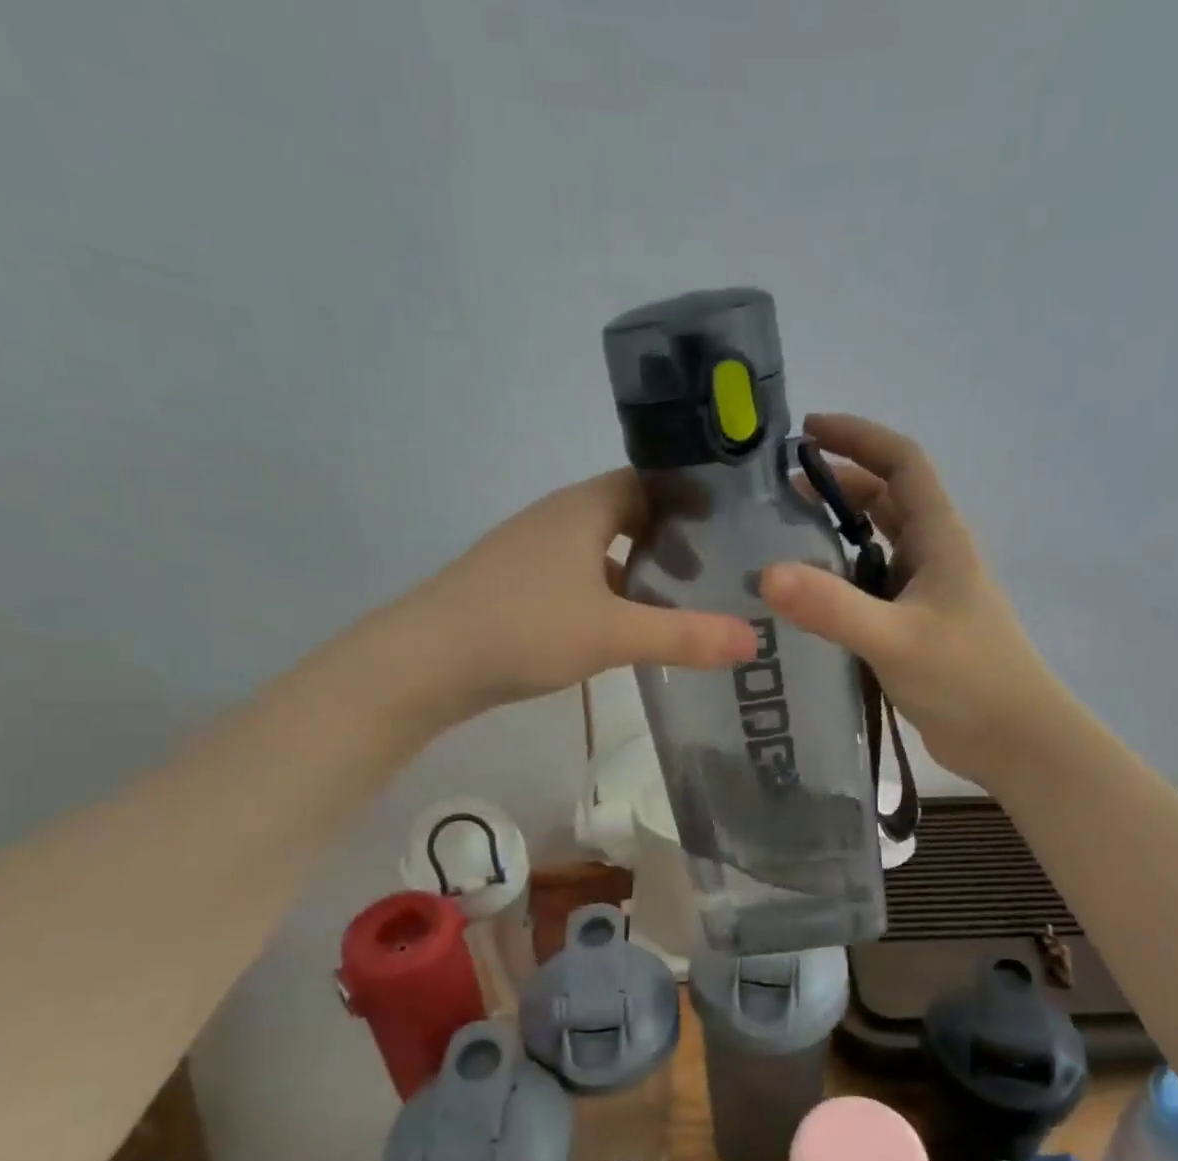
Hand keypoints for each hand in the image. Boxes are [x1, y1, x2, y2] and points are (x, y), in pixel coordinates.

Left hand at [404, 468, 757, 723]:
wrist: (424, 662)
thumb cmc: (523, 629)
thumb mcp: (613, 634)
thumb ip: (685, 636)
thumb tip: (754, 641)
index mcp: (583, 508)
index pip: (650, 481)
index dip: (692, 499)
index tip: (734, 527)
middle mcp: (558, 519)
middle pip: (628, 516)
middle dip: (673, 540)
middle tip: (717, 572)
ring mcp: (533, 553)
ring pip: (602, 552)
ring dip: (640, 572)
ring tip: (684, 603)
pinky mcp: (518, 588)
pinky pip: (579, 580)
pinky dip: (610, 596)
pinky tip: (627, 631)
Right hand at [761, 413, 1063, 785]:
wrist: (1012, 739)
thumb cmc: (968, 679)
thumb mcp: (896, 639)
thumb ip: (833, 608)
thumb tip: (765, 575)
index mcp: (940, 537)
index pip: (902, 462)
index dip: (858, 437)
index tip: (808, 429)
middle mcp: (933, 555)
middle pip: (884, 498)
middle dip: (836, 484)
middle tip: (778, 493)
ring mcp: (924, 592)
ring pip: (876, 544)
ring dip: (836, 531)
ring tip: (782, 537)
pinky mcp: (913, 627)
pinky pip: (870, 586)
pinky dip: (838, 578)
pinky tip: (806, 597)